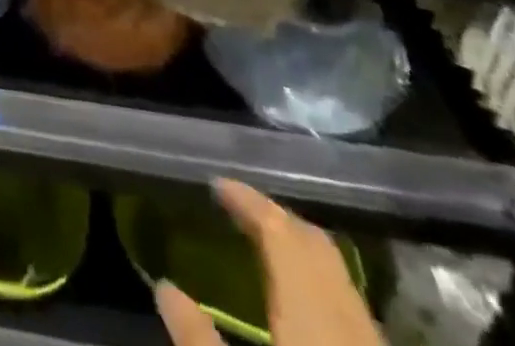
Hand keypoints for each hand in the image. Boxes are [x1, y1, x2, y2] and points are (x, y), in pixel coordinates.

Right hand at [155, 180, 382, 345]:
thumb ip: (198, 342)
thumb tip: (165, 289)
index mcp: (309, 312)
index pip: (278, 230)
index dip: (247, 201)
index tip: (216, 186)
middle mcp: (346, 319)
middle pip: (315, 244)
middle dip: (276, 218)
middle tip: (238, 209)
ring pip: (337, 274)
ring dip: (300, 250)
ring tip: (263, 246)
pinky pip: (349, 306)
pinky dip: (318, 284)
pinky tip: (301, 306)